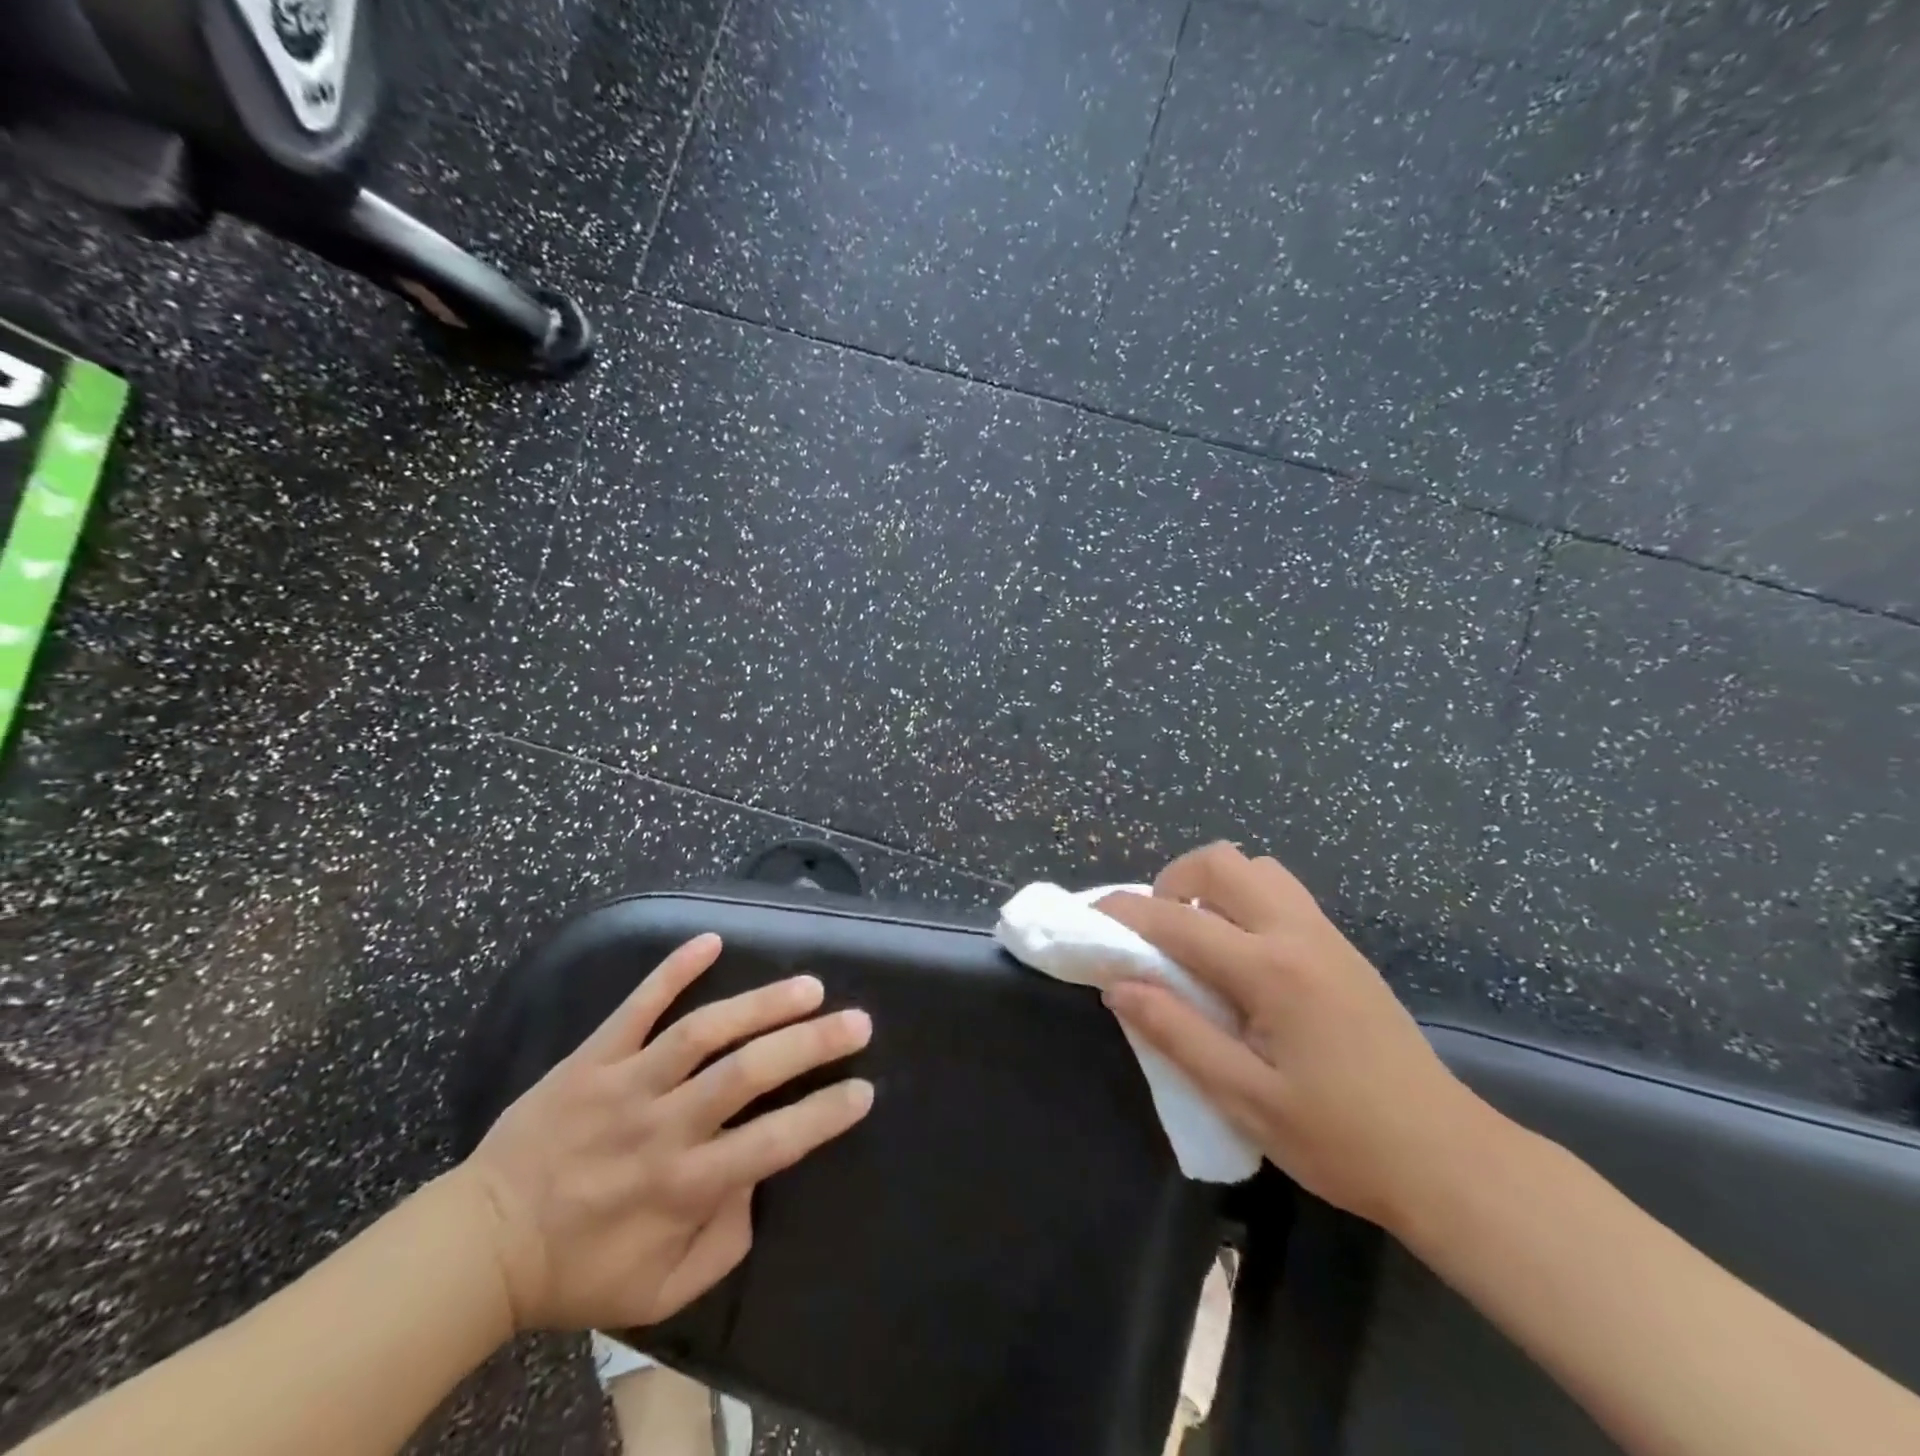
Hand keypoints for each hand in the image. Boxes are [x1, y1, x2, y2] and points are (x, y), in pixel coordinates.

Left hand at [457, 934, 873, 1331]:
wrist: (482, 1242)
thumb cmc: (580, 1268)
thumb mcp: (661, 1291)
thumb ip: (725, 1245)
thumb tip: (760, 1181)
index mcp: (684, 1186)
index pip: (773, 1143)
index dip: (824, 1113)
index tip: (863, 1090)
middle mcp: (663, 1127)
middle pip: (748, 1073)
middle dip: (811, 1044)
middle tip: (856, 1022)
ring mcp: (626, 1083)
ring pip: (703, 1031)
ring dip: (761, 1003)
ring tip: (809, 986)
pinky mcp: (594, 1056)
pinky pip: (636, 1005)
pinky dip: (673, 969)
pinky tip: (712, 940)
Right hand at [1097, 843, 1491, 1230]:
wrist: (1449, 1160)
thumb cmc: (1342, 1139)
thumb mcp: (1245, 1098)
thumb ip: (1176, 1033)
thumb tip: (1118, 986)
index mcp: (1270, 970)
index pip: (1177, 921)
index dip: (1124, 914)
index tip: (1089, 917)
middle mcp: (1297, 934)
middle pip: (1221, 863)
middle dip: (1172, 882)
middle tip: (1156, 933)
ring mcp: (1326, 935)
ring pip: (1256, 868)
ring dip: (1213, 887)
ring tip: (1197, 940)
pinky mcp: (1342, 949)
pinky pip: (1281, 893)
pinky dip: (1244, 901)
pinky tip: (1239, 957)